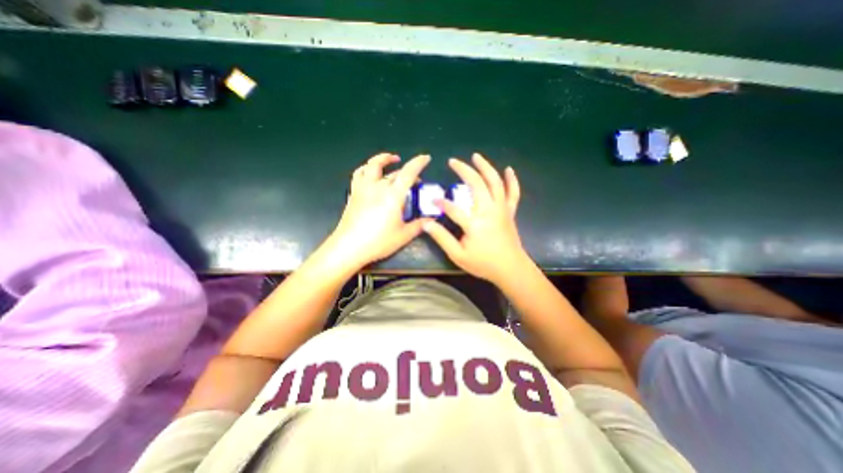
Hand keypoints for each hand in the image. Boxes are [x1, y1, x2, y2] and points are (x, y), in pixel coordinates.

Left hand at [327, 152, 429, 267]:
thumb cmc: (378, 242)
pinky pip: (359, 174)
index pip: (408, 173)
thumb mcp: (403, 236)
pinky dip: (367, 169)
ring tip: (391, 160)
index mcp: (393, 195)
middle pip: (394, 172)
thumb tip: (431, 220)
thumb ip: (419, 225)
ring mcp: (363, 188)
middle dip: (407, 171)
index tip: (426, 158)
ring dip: (383, 159)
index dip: (418, 163)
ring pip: (372, 165)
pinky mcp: (354, 194)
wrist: (349, 247)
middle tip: (415, 179)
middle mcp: (378, 187)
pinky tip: (371, 173)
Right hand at [426, 154, 527, 283]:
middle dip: (464, 170)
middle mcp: (489, 211)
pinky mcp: (509, 212)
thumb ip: (442, 238)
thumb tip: (426, 224)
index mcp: (474, 223)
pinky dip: (512, 180)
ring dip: (485, 167)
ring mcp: (501, 209)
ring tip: (476, 156)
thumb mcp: (458, 255)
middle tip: (453, 161)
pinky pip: (513, 193)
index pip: (453, 208)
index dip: (441, 203)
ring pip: (495, 182)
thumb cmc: (483, 263)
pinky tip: (508, 169)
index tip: (433, 200)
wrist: (511, 269)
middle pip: (477, 184)